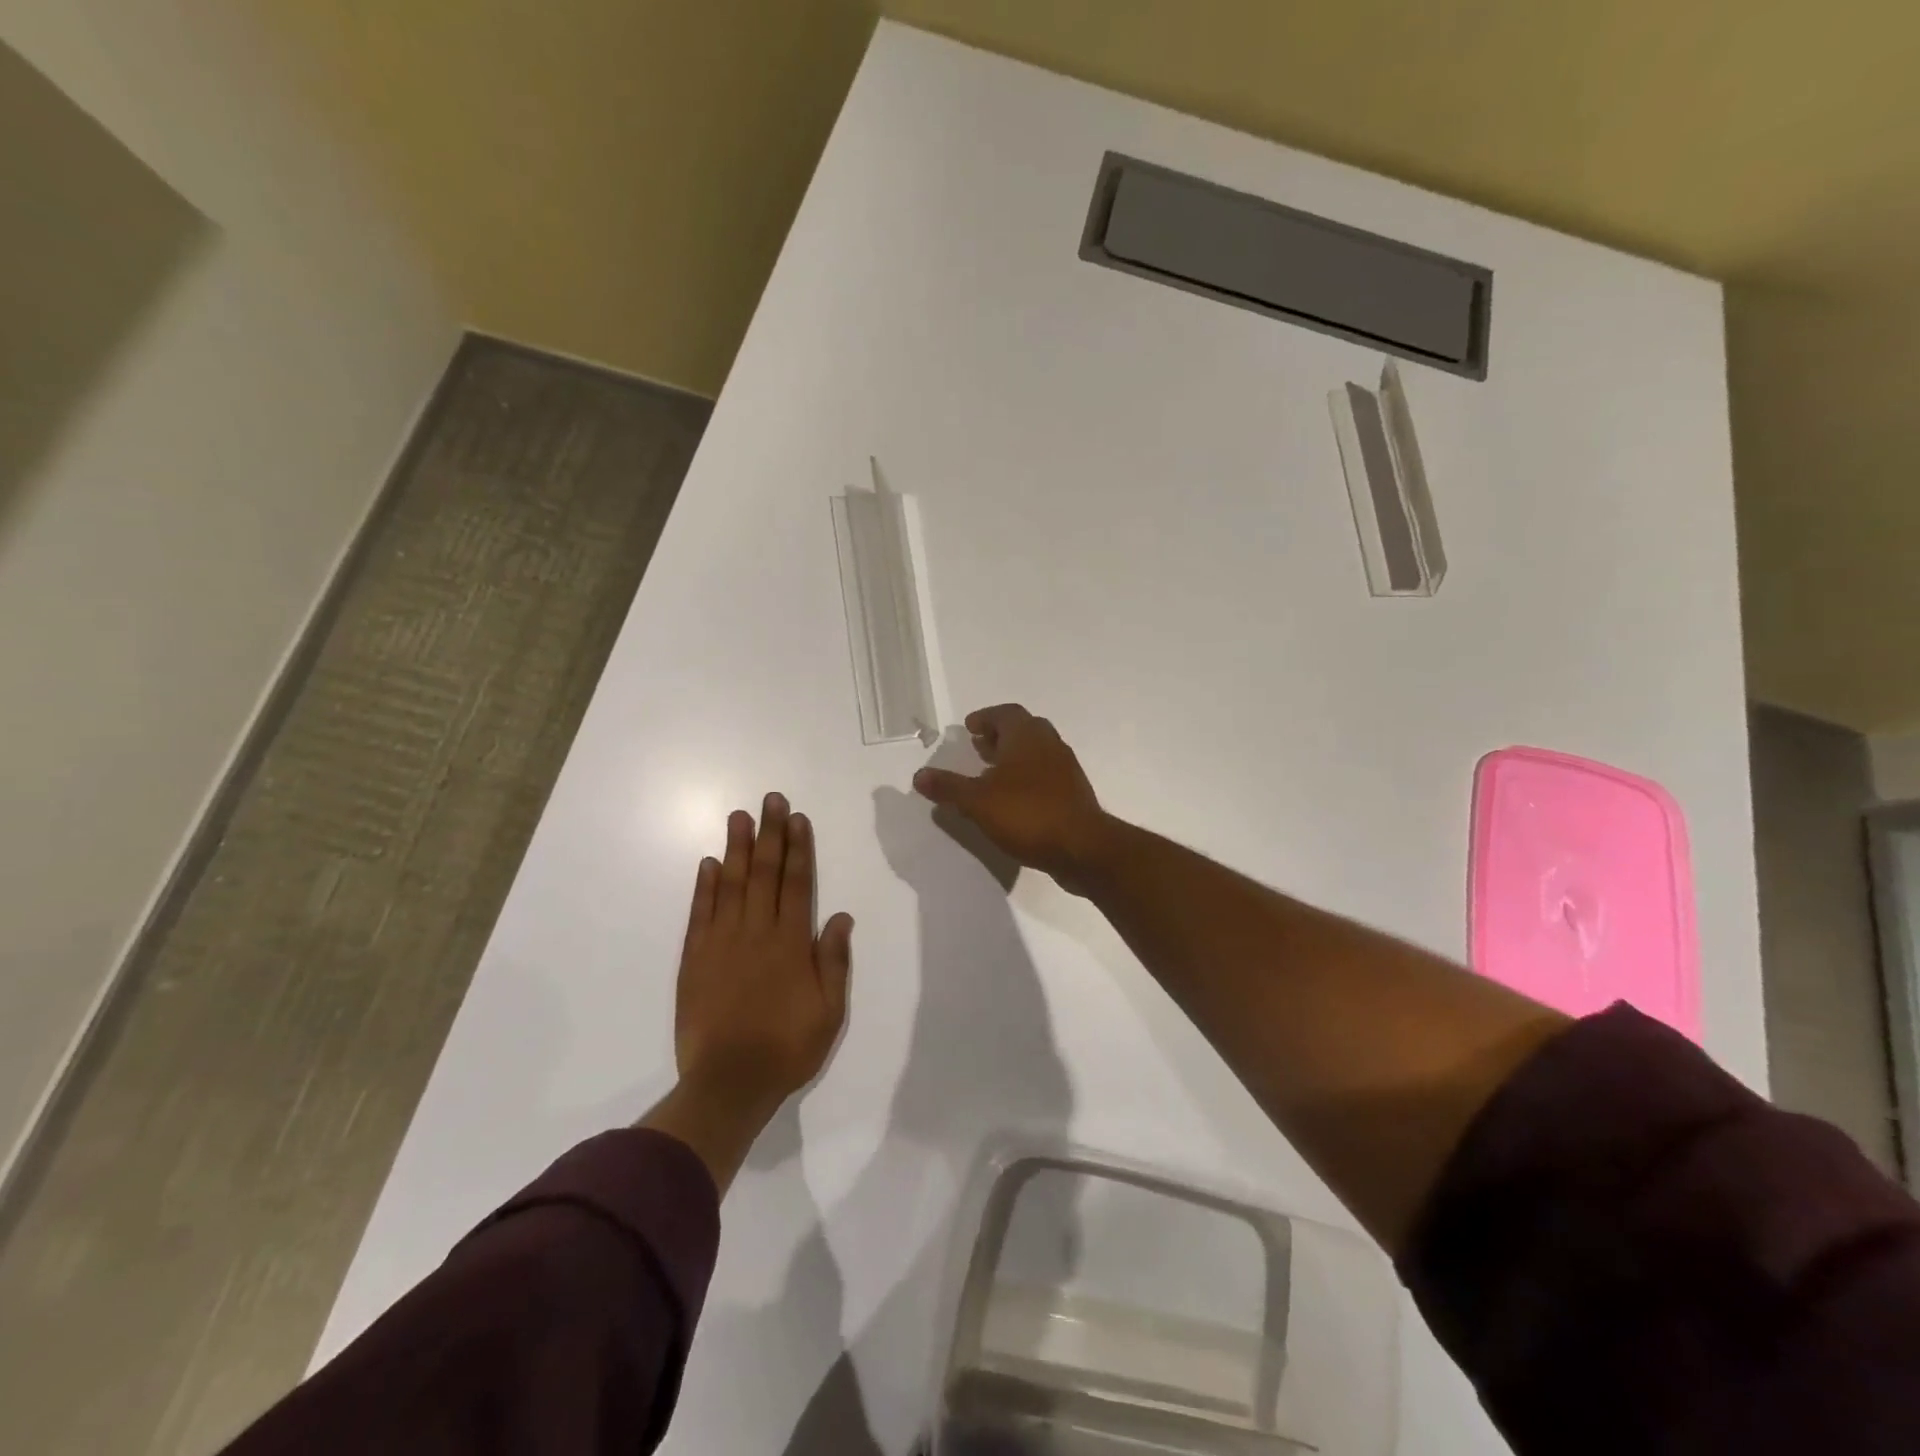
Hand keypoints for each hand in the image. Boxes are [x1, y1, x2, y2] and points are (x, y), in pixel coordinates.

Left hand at [645, 793, 852, 1190]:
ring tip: (739, 816)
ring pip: (730, 884)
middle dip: (769, 833)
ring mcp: (721, 943)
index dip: (798, 848)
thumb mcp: (829, 1011)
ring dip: (736, 848)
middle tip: (770, 799)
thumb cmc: (787, 1048)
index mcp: (791, 943)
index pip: (796, 883)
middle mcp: (756, 932)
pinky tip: (708, 863)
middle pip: (764, 873)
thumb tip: (840, 916)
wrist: (728, 1083)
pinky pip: (700, 913)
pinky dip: (703, 886)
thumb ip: (833, 961)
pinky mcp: (694, 959)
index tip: (797, 818)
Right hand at [912, 705, 1110, 891]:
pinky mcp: (1073, 793)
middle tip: (978, 748)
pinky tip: (1013, 801)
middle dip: (999, 736)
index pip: (1005, 714)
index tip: (969, 728)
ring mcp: (1066, 769)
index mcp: (1027, 736)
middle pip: (1023, 730)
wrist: (1082, 848)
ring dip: (1014, 758)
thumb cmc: (1027, 814)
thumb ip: (948, 787)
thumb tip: (919, 776)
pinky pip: (1045, 775)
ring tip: (990, 776)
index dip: (985, 718)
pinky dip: (1026, 778)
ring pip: (1036, 753)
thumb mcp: (978, 802)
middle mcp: (1050, 744)